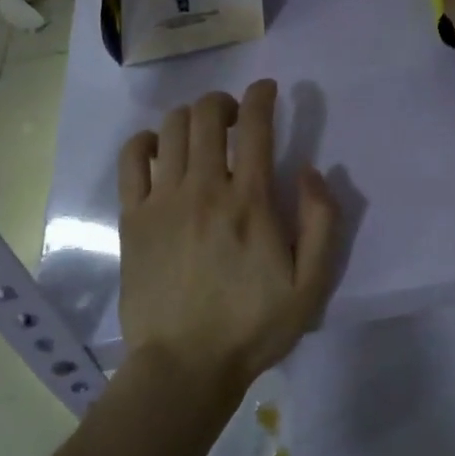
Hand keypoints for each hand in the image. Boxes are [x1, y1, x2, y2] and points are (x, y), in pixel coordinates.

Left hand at [117, 80, 338, 402]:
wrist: (185, 365)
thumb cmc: (253, 326)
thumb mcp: (311, 285)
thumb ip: (322, 222)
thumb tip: (311, 170)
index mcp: (250, 201)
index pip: (255, 126)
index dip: (262, 96)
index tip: (268, 90)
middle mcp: (205, 188)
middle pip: (207, 115)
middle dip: (225, 102)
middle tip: (236, 118)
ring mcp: (163, 201)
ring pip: (170, 128)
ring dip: (190, 118)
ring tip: (202, 135)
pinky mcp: (133, 218)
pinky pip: (132, 159)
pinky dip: (146, 141)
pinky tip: (159, 152)